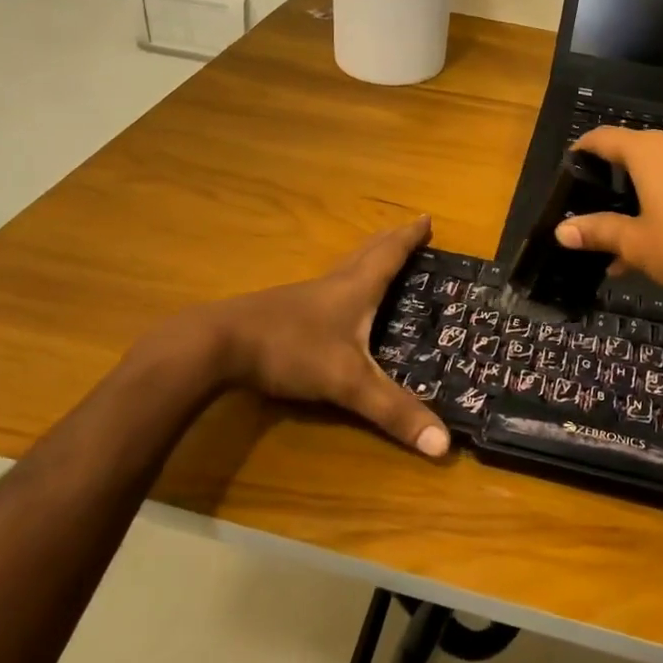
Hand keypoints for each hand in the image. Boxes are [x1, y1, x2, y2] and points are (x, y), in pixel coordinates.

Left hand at [207, 217, 448, 457]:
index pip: (390, 255)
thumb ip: (393, 411)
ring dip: (367, 257)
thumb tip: (444, 444)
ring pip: (345, 267)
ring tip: (380, 257)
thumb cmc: (291, 350)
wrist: (218, 344)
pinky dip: (344, 282)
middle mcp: (333, 284)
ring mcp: (305, 297)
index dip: (410, 238)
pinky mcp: (284, 311)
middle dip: (392, 240)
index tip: (427, 217)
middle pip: (367, 253)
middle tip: (411, 228)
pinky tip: (336, 301)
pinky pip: (327, 288)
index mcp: (355, 289)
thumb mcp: (348, 383)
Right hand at [555, 128, 662, 310]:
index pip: (604, 138)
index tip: (568, 169)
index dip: (582, 151)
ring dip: (640, 206)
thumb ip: (599, 232)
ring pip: (662, 179)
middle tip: (592, 216)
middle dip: (612, 186)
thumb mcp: (637, 243)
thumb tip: (561, 230)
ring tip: (622, 248)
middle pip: (634, 157)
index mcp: (649, 151)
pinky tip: (661, 250)